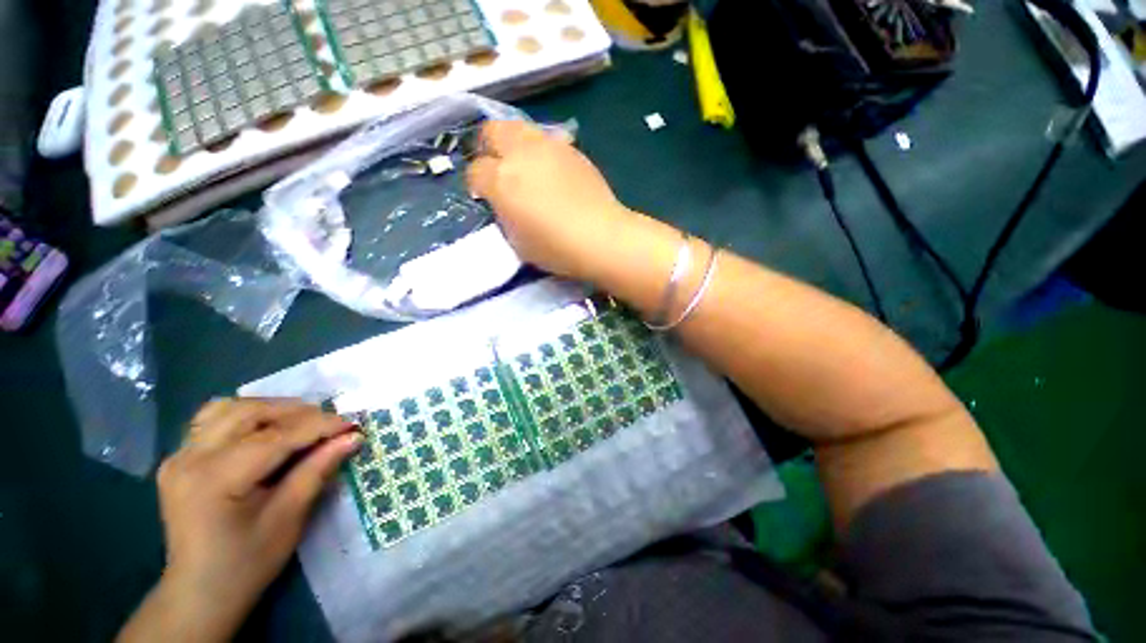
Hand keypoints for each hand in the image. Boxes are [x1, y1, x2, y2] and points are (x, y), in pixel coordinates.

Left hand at [118, 399, 360, 642]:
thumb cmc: (247, 562)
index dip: (319, 426)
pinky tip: (264, 429)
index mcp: (215, 479)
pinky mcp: (179, 458)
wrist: (199, 592)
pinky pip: (213, 420)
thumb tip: (352, 438)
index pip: (276, 436)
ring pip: (230, 408)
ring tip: (301, 422)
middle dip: (298, 413)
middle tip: (331, 425)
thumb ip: (317, 470)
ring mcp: (179, 456)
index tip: (353, 425)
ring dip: (272, 409)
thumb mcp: (288, 518)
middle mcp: (190, 458)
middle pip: (251, 413)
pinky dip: (246, 415)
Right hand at [467, 121, 639, 280]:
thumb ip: (504, 215)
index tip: (485, 196)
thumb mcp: (517, 241)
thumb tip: (503, 202)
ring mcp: (548, 146)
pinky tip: (552, 171)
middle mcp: (521, 154)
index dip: (477, 184)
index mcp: (501, 180)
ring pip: (520, 127)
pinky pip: (548, 140)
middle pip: (492, 131)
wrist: (600, 237)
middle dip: (489, 147)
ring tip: (525, 166)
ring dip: (515, 144)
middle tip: (498, 169)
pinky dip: (542, 151)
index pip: (475, 171)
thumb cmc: (555, 248)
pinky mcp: (571, 149)